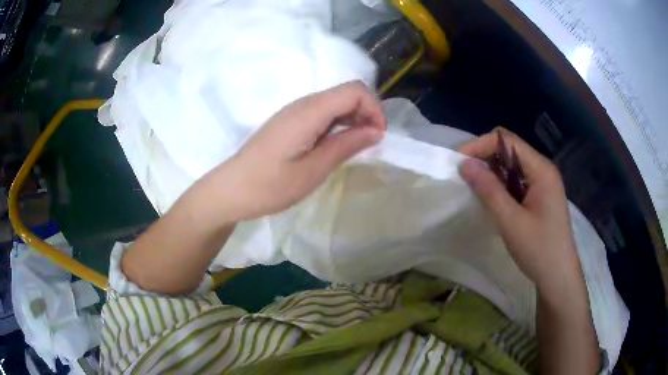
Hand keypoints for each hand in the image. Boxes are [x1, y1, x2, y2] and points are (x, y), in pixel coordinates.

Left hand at [205, 81, 385, 221]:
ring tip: (356, 147)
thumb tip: (376, 130)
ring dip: (353, 119)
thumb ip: (346, 145)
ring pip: (334, 102)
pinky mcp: (289, 122)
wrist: (231, 190)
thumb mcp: (313, 170)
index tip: (378, 136)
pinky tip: (336, 145)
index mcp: (309, 111)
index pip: (354, 91)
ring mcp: (294, 112)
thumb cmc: (270, 185)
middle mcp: (302, 104)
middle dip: (366, 113)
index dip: (374, 108)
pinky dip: (337, 124)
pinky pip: (321, 113)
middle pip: (346, 93)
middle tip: (371, 143)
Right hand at [458, 128, 580, 296]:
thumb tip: (464, 164)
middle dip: (485, 158)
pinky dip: (501, 185)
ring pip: (512, 166)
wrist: (559, 277)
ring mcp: (543, 183)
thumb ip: (489, 191)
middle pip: (510, 149)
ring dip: (492, 172)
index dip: (481, 145)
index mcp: (541, 170)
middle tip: (464, 176)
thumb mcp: (511, 222)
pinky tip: (492, 199)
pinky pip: (517, 181)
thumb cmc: (539, 250)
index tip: (460, 162)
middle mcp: (543, 170)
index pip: (507, 141)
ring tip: (474, 188)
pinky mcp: (540, 196)